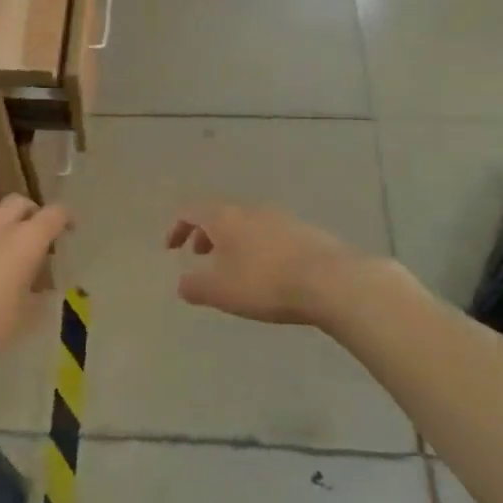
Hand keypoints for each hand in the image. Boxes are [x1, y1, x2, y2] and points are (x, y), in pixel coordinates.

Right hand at [165, 204, 360, 327]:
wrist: (332, 280)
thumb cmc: (266, 283)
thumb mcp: (221, 291)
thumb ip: (195, 286)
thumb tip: (181, 283)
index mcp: (225, 218)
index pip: (192, 212)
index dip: (177, 228)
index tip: (171, 248)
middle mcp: (251, 210)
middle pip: (220, 215)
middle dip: (205, 234)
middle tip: (199, 255)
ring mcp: (281, 218)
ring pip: (246, 224)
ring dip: (232, 241)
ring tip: (233, 267)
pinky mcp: (305, 232)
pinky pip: (270, 234)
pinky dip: (257, 247)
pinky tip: (268, 272)